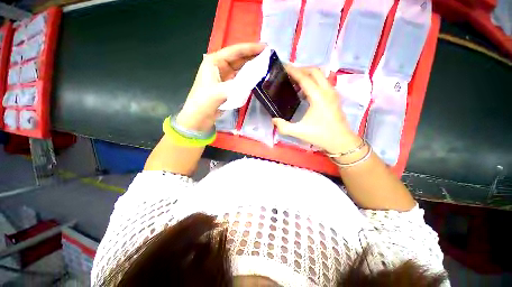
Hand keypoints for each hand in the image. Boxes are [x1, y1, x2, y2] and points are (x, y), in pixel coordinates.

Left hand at [176, 43, 265, 131]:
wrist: (199, 116)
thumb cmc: (205, 101)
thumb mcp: (220, 91)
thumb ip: (237, 85)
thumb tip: (254, 78)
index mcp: (214, 61)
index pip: (235, 51)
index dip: (250, 48)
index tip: (265, 47)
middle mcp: (219, 66)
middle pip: (238, 58)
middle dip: (252, 56)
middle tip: (268, 55)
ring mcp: (223, 76)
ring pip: (240, 68)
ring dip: (251, 66)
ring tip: (265, 64)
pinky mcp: (227, 86)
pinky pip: (239, 79)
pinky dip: (247, 77)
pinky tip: (256, 77)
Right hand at [272, 66, 360, 153]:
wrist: (341, 141)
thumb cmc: (320, 135)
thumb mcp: (298, 132)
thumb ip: (283, 126)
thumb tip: (273, 120)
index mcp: (318, 96)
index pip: (304, 77)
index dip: (292, 70)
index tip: (283, 66)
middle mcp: (327, 90)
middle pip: (314, 71)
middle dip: (300, 69)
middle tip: (288, 73)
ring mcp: (332, 92)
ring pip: (320, 75)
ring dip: (307, 74)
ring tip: (294, 81)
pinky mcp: (334, 96)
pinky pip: (323, 82)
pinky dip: (313, 81)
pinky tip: (304, 91)